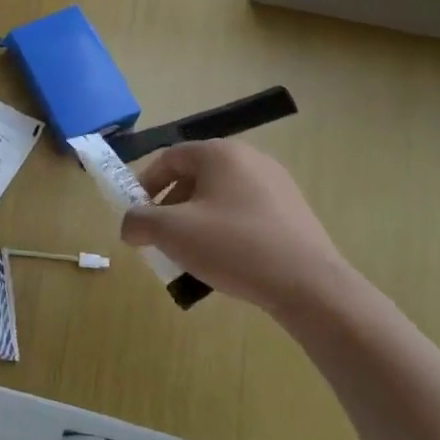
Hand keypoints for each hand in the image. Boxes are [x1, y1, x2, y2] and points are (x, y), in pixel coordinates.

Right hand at [120, 140, 357, 319]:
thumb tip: (130, 226)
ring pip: (220, 196)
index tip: (137, 214)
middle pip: (195, 176)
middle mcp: (250, 159)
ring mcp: (277, 184)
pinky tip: (225, 260)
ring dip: (197, 220)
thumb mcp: (171, 232)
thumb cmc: (232, 246)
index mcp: (220, 153)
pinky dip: (225, 229)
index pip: (170, 157)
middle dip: (171, 206)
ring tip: (190, 254)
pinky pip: (245, 212)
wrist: (308, 285)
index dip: (145, 184)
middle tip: (161, 237)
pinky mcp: (293, 212)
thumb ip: (138, 222)